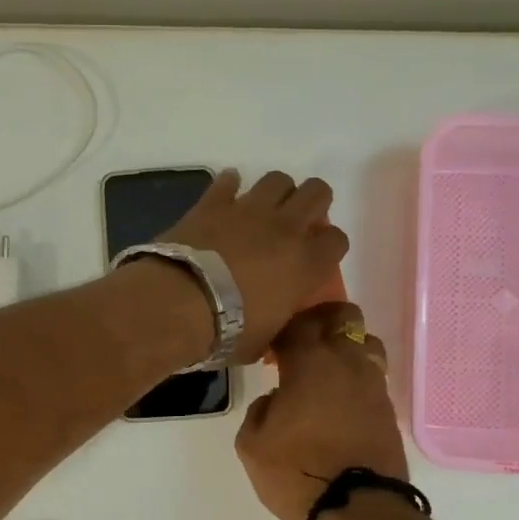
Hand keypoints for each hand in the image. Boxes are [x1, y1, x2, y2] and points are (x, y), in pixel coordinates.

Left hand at [159, 170, 348, 362]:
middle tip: (296, 224)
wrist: (181, 304)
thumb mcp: (266, 339)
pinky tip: (225, 197)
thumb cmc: (228, 331)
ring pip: (279, 179)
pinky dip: (229, 186)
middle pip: (317, 193)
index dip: (328, 246)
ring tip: (263, 210)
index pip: (337, 240)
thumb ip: (280, 321)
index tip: (315, 257)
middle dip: (311, 205)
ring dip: (276, 192)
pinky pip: (228, 181)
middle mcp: (286, 229)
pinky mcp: (214, 203)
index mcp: (307, 264)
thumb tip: (278, 318)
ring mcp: (249, 210)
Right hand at [234, 302, 406, 519]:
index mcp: (310, 362)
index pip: (298, 322)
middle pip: (344, 317)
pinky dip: (357, 381)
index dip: (283, 327)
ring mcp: (373, 386)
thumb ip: (259, 410)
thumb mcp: (251, 444)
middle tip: (304, 343)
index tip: (272, 347)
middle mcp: (347, 363)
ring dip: (347, 350)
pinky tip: (340, 404)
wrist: (357, 509)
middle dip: (324, 321)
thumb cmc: (296, 471)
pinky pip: (372, 379)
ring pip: (367, 344)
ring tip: (327, 374)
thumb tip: (275, 400)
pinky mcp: (389, 411)